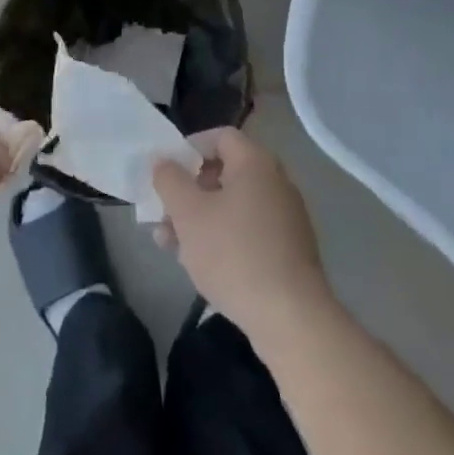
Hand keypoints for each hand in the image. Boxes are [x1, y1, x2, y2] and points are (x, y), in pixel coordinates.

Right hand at [152, 128, 332, 342]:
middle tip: (164, 209)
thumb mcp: (188, 213)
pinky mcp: (287, 250)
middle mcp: (275, 181)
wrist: (290, 317)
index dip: (189, 147)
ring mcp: (285, 217)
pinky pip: (248, 230)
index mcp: (255, 162)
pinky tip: (196, 262)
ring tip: (168, 242)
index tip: (166, 170)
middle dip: (189, 189)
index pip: (220, 136)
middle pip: (225, 172)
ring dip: (199, 217)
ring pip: (233, 205)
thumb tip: (163, 161)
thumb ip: (169, 180)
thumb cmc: (234, 254)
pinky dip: (221, 237)